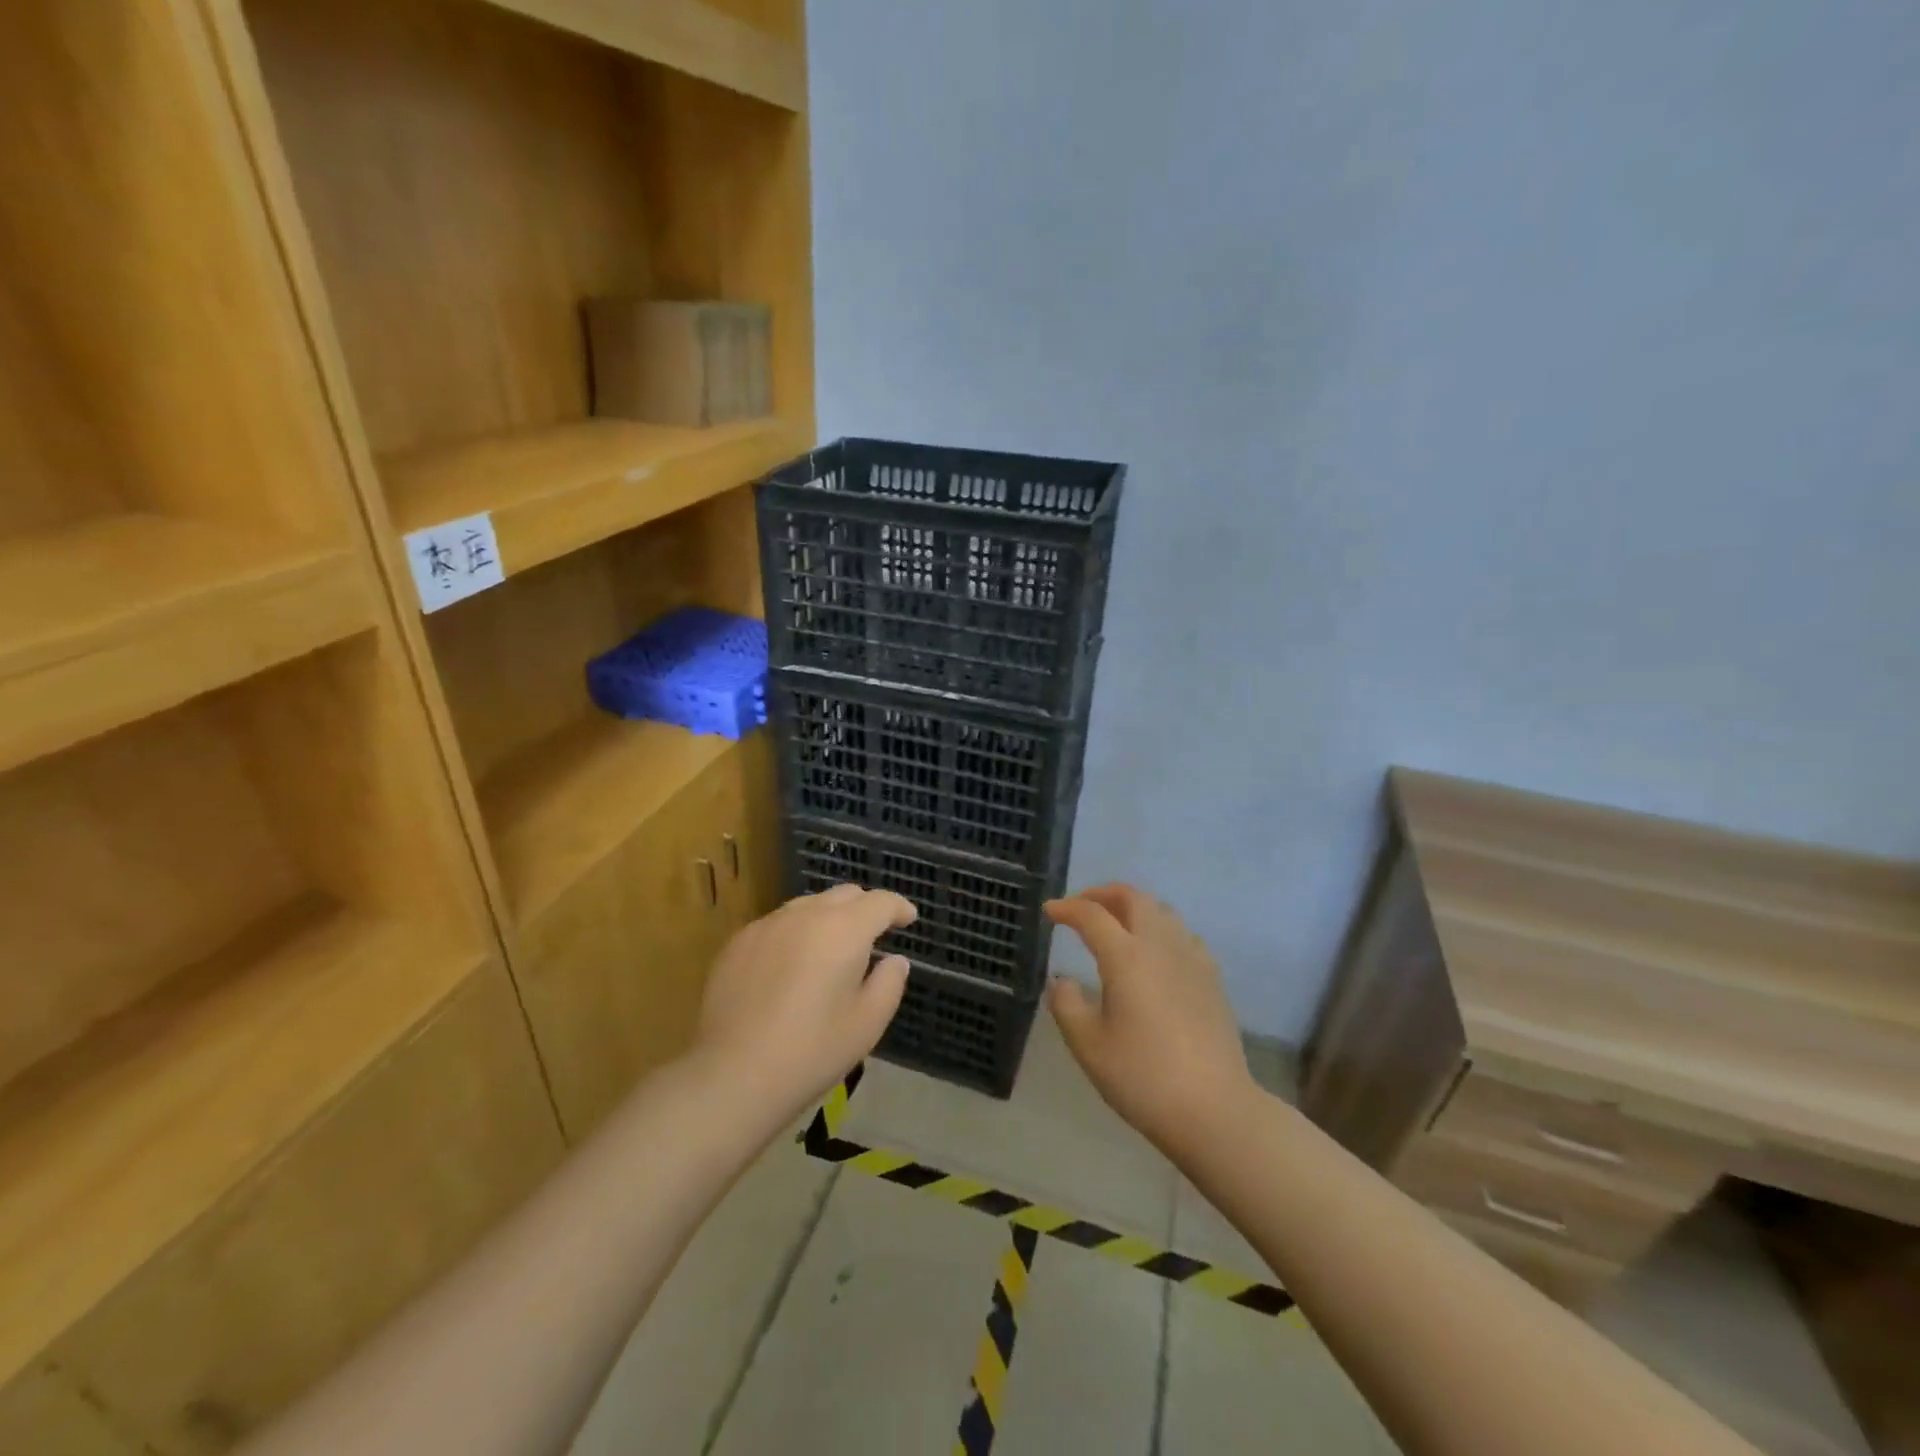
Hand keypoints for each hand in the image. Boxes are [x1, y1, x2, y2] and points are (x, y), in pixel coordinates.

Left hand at [696, 883, 915, 1119]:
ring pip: (809, 906)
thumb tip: (893, 960)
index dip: (899, 908)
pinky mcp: (738, 942)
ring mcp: (767, 925)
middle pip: (844, 895)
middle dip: (865, 908)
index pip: (880, 902)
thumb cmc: (811, 1051)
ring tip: (832, 950)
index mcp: (844, 930)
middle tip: (874, 935)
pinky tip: (791, 966)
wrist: (732, 1074)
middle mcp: (805, 915)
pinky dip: (796, 933)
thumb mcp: (867, 1024)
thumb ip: (889, 983)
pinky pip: (778, 924)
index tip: (908, 919)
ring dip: (829, 918)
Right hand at [1046, 884, 1256, 1151]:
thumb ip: (1066, 1005)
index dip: (1067, 908)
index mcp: (1126, 956)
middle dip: (1103, 894)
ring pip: (1161, 911)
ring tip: (1115, 924)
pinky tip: (1154, 953)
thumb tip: (1062, 980)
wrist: (1213, 1108)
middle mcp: (1160, 945)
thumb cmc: (1142, 1077)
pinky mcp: (1212, 977)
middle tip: (1082, 907)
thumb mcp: (1088, 1045)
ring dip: (1133, 908)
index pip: (1091, 915)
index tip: (1049, 912)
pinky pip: (1181, 934)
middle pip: (1133, 898)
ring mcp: (1191, 958)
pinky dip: (1159, 928)